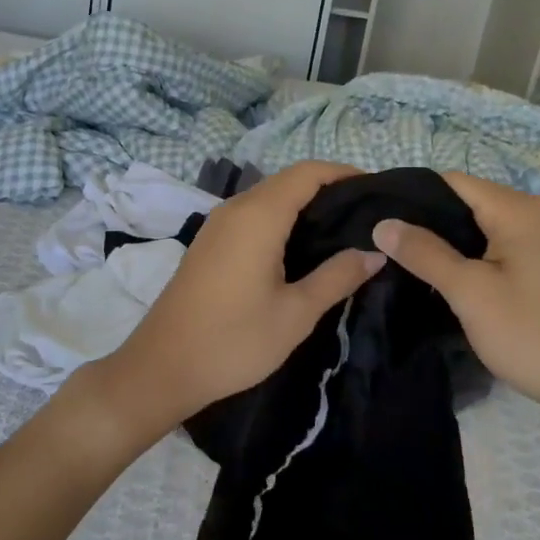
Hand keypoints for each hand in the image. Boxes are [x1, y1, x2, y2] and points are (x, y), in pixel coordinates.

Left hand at [83, 161, 384, 443]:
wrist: (162, 367)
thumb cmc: (234, 340)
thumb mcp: (295, 313)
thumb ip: (338, 277)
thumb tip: (376, 252)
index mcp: (259, 215)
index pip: (308, 172)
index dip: (344, 173)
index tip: (377, 191)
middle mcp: (236, 208)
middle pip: (289, 180)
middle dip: (328, 189)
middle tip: (366, 216)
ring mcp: (218, 224)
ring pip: (269, 197)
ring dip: (304, 204)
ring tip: (341, 231)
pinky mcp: (209, 241)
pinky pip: (253, 214)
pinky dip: (282, 218)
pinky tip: (301, 248)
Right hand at [370, 172, 539, 446]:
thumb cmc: (532, 333)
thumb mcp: (470, 292)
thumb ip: (424, 253)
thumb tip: (382, 223)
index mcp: (515, 209)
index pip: (449, 181)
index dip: (410, 194)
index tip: (374, 216)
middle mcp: (530, 215)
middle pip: (463, 202)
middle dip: (423, 220)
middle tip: (380, 242)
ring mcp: (537, 244)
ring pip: (476, 229)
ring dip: (442, 242)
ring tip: (398, 259)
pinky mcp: (539, 271)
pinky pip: (492, 250)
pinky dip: (465, 258)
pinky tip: (438, 278)